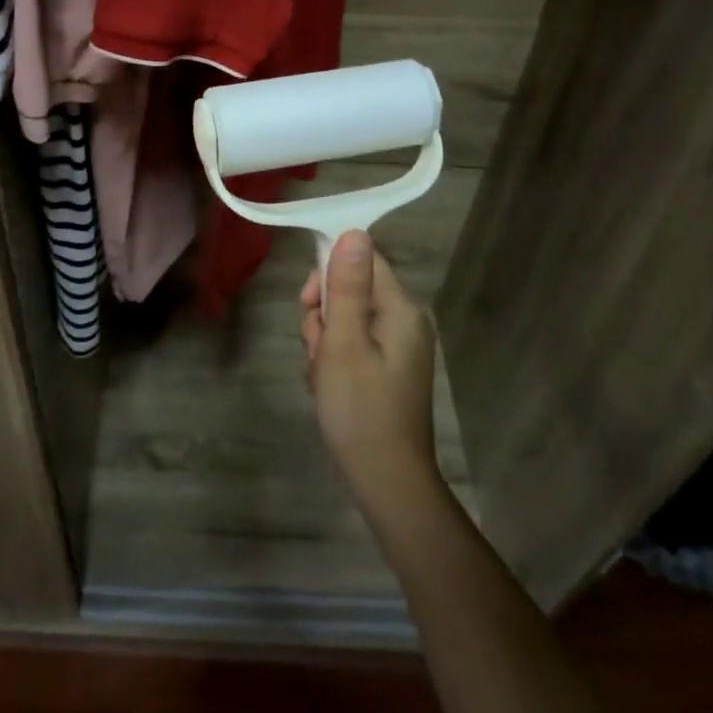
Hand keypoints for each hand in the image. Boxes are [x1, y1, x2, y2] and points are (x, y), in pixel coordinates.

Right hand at [300, 230, 441, 515]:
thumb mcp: (343, 343)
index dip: (329, 272)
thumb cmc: (360, 409)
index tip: (308, 301)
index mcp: (400, 310)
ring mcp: (397, 348)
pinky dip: (333, 360)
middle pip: (351, 290)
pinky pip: (352, 345)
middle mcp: (404, 322)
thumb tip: (353, 231)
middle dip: (323, 314)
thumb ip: (346, 286)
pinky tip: (326, 386)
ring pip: (346, 320)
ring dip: (323, 341)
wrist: (386, 482)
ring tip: (320, 375)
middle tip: (316, 348)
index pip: (364, 260)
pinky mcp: (388, 370)